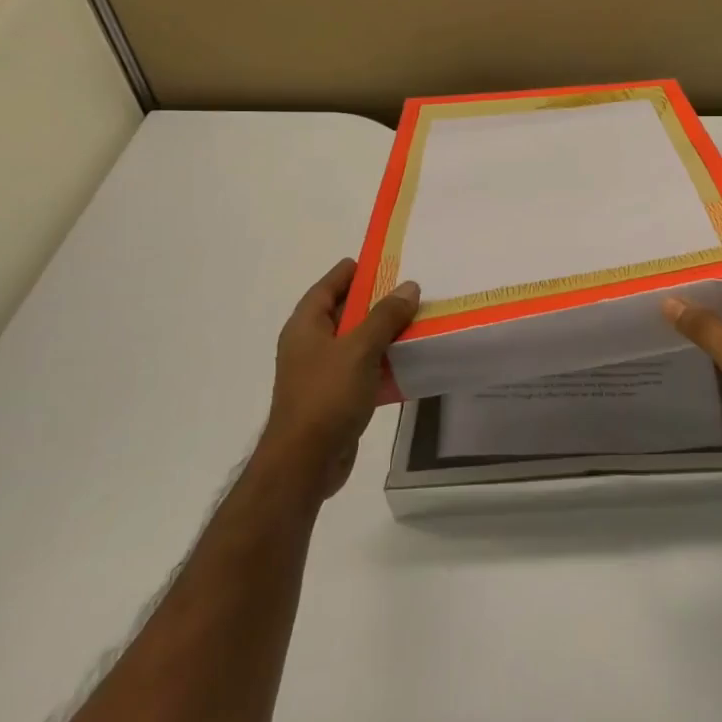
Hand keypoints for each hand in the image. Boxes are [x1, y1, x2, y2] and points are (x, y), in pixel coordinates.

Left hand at [264, 259, 419, 497]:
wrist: (306, 462)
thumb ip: (385, 316)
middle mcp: (310, 346)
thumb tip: (409, 287)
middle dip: (375, 301)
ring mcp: (322, 373)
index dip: (350, 272)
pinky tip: (409, 360)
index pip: (327, 288)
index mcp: (305, 327)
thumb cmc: (326, 396)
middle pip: (344, 313)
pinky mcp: (336, 397)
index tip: (378, 260)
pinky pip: (362, 369)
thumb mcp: (359, 349)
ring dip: (383, 333)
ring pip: (356, 343)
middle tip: (408, 289)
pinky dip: (383, 362)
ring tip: (416, 320)